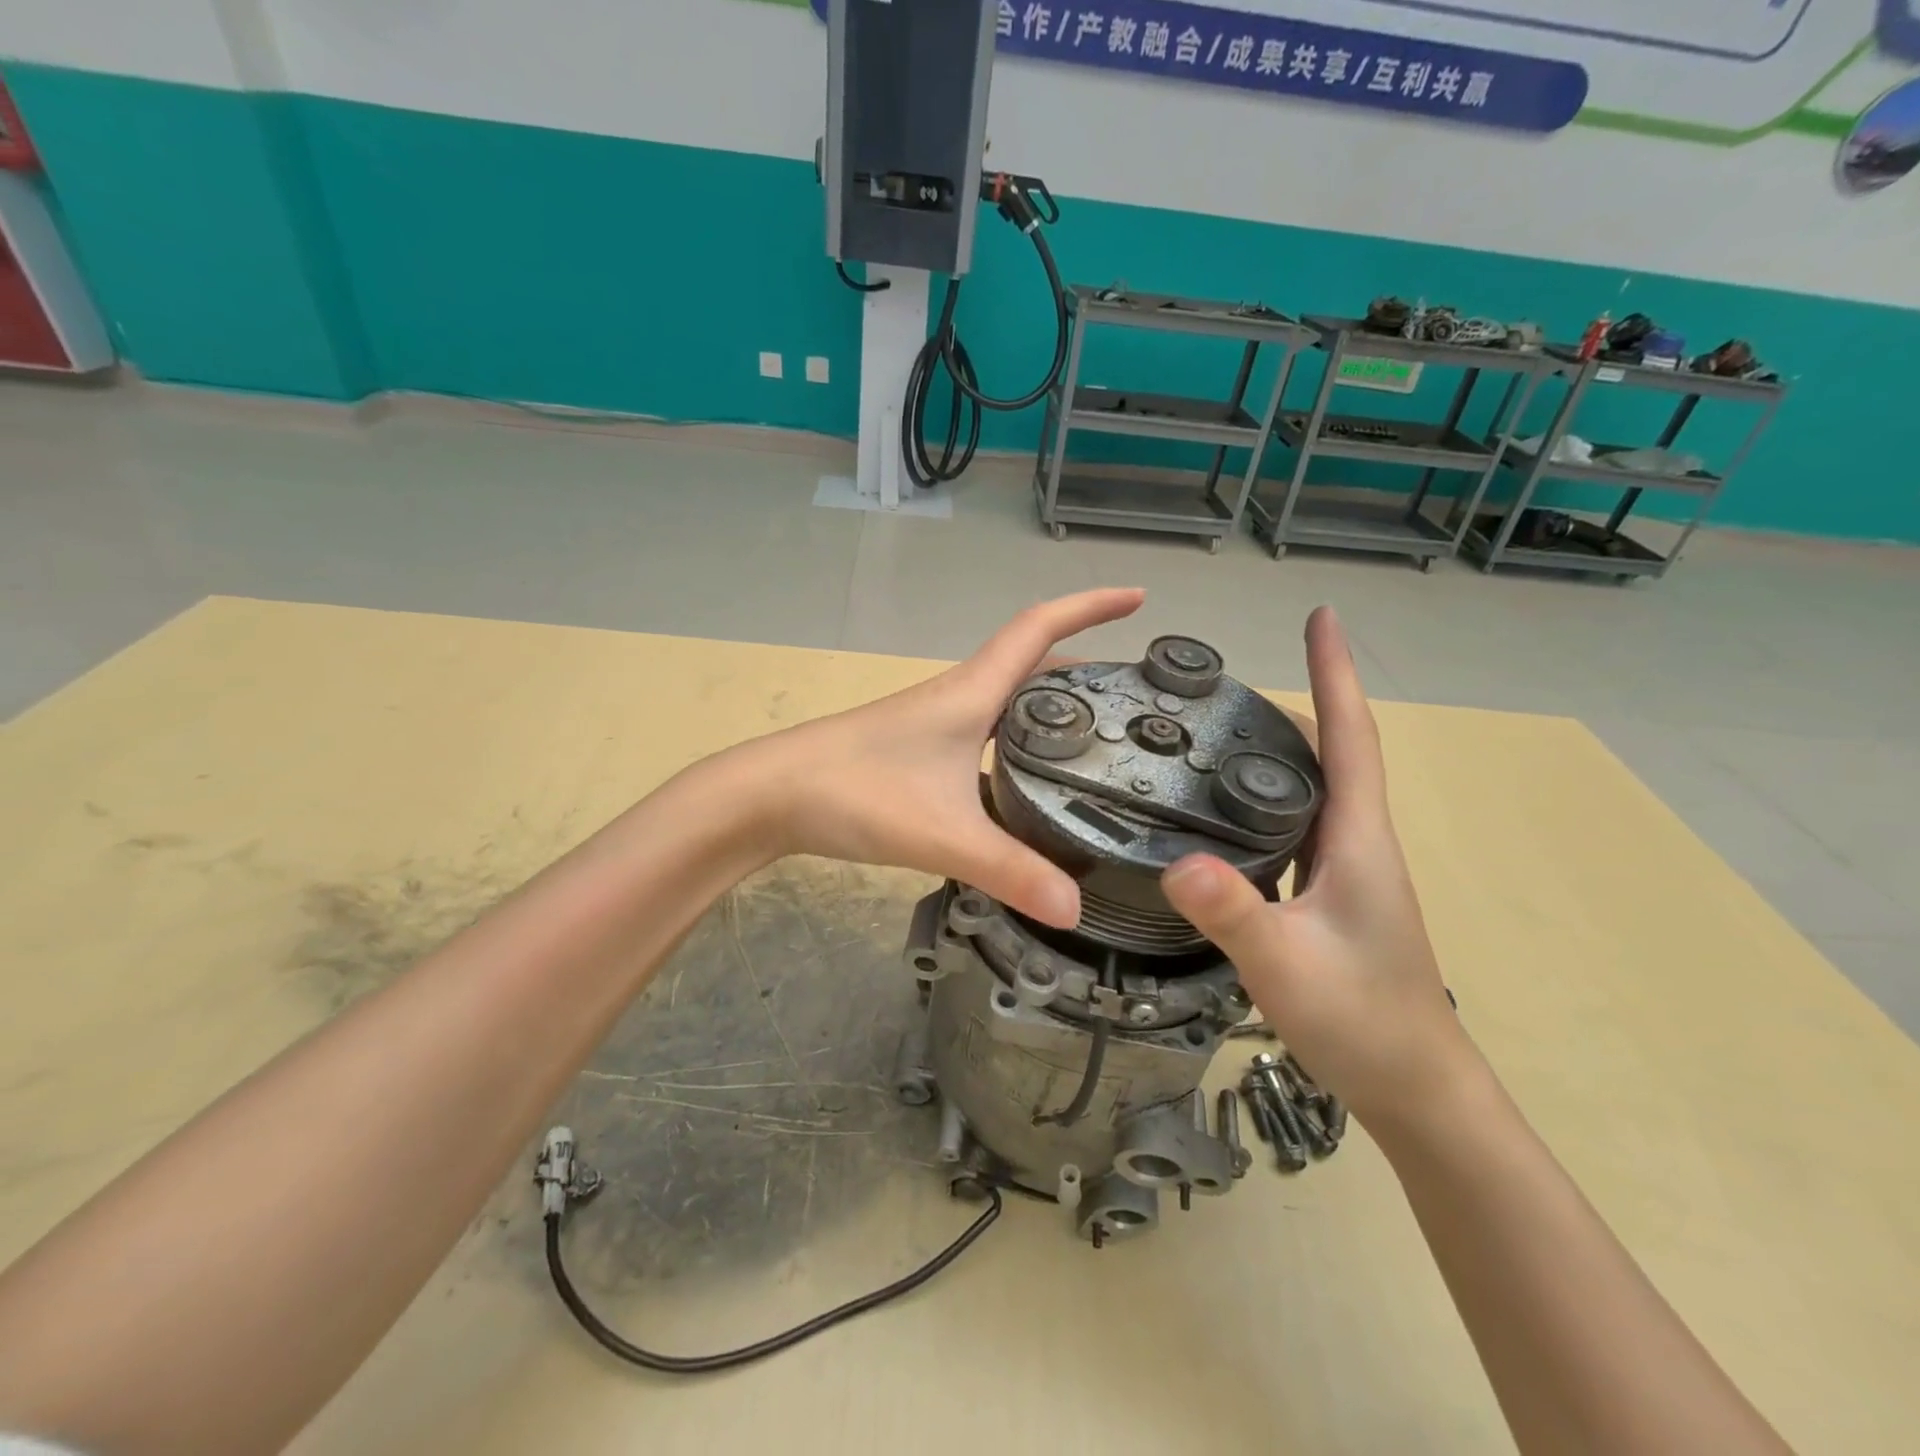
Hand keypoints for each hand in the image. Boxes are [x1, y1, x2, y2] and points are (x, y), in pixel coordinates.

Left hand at [755, 589, 1145, 927]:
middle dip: (1087, 663)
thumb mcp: (943, 833)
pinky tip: (1031, 776)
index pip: (1040, 629)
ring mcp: (936, 723)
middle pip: (1032, 662)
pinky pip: (988, 730)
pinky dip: (1021, 737)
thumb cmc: (855, 792)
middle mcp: (959, 697)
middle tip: (1136, 692)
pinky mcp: (920, 750)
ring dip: (1053, 701)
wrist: (770, 795)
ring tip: (1101, 734)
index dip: (1091, 606)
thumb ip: (1010, 871)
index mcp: (972, 693)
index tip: (1139, 597)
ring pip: (1009, 698)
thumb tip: (1075, 909)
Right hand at [1161, 607, 1477, 1123]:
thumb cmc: (1362, 1020)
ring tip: (1217, 729)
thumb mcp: (1287, 966)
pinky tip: (1223, 811)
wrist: (1414, 1087)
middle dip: (1296, 700)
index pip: (1351, 737)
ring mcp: (1343, 870)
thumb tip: (1177, 861)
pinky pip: (1294, 826)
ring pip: (1312, 789)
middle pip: (1330, 752)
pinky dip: (1264, 799)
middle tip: (1228, 680)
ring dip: (1279, 749)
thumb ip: (1234, 914)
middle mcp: (1354, 841)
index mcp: (1356, 839)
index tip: (1323, 616)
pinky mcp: (1327, 895)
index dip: (1336, 672)